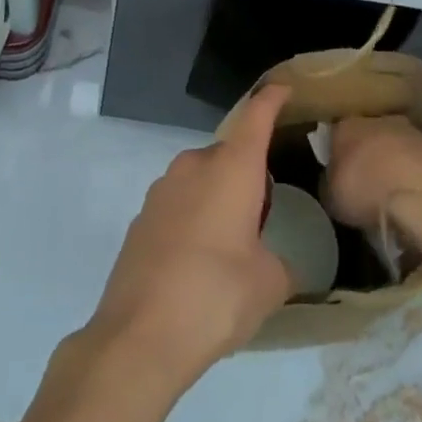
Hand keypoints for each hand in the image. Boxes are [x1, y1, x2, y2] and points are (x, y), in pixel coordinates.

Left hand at [85, 83, 294, 382]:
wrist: (139, 334)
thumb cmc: (215, 296)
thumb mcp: (267, 286)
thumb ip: (282, 264)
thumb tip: (282, 263)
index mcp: (232, 168)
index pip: (256, 116)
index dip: (271, 99)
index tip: (283, 88)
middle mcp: (196, 164)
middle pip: (230, 153)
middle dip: (247, 174)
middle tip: (264, 212)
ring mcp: (163, 187)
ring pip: (202, 178)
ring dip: (219, 197)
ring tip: (231, 244)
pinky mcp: (142, 215)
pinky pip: (179, 203)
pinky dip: (194, 218)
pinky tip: (198, 262)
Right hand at [324, 115, 421, 259]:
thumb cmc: (370, 192)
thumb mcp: (333, 199)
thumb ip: (329, 187)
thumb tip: (332, 186)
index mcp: (347, 125)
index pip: (335, 134)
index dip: (336, 155)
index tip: (338, 176)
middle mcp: (378, 120)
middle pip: (368, 137)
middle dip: (369, 158)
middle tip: (368, 187)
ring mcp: (412, 132)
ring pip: (398, 148)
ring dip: (397, 167)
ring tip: (397, 198)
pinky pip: (421, 165)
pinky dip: (419, 180)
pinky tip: (419, 202)